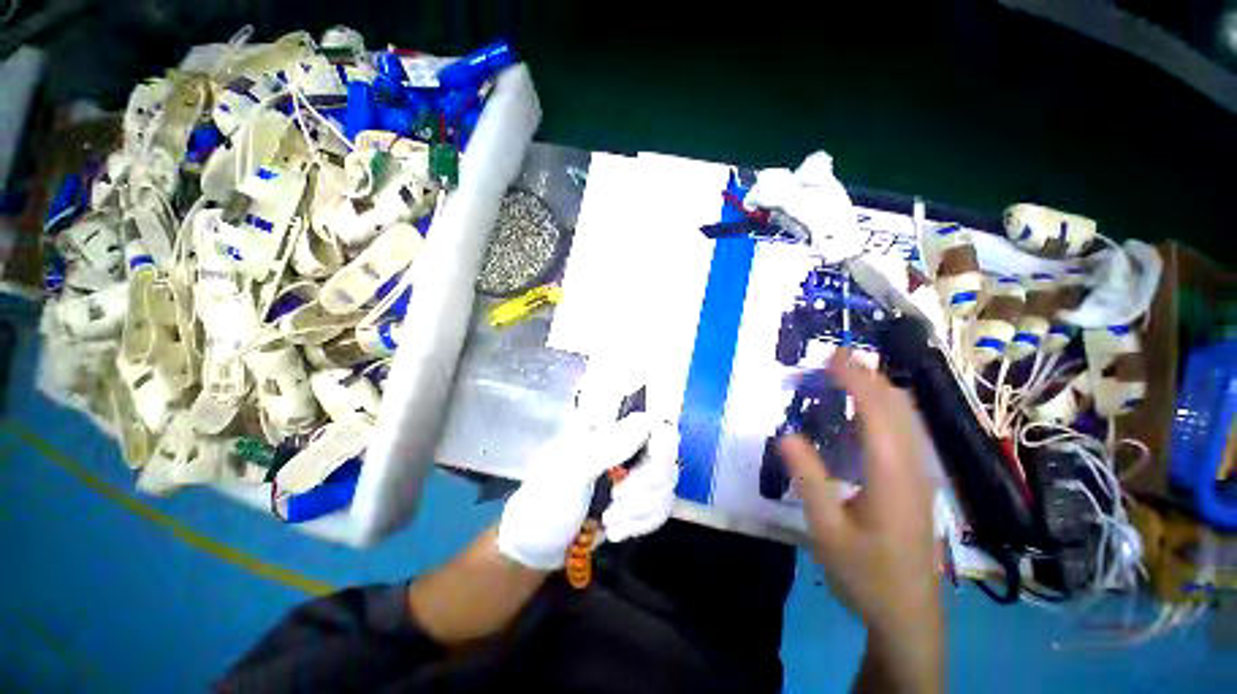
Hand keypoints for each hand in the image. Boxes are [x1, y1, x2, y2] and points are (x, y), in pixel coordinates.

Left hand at [497, 412, 679, 569]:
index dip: (657, 444)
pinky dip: (644, 522)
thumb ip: (604, 447)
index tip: (639, 470)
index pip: (650, 420)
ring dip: (641, 509)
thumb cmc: (545, 502)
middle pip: (666, 452)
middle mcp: (625, 443)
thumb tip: (645, 424)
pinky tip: (619, 530)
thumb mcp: (567, 473)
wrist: (539, 546)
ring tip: (610, 521)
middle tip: (616, 500)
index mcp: (605, 428)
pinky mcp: (641, 496)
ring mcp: (635, 469)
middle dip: (645, 486)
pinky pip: (664, 504)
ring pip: (668, 481)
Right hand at [778, 349, 941, 689]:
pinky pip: (906, 432)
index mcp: (891, 474)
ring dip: (878, 390)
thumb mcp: (827, 530)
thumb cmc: (865, 574)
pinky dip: (885, 410)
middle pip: (898, 407)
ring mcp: (920, 475)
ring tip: (846, 377)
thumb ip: (808, 479)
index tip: (832, 356)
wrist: (908, 615)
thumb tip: (785, 434)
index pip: (876, 412)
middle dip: (868, 377)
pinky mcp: (918, 484)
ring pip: (907, 418)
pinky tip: (864, 415)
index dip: (855, 379)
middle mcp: (913, 467)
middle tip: (834, 360)